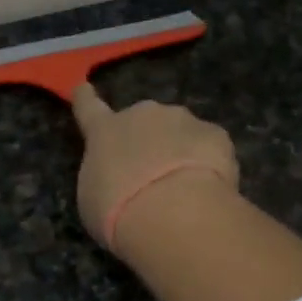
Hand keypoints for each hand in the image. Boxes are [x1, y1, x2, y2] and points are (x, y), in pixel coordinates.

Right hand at [70, 84, 239, 254]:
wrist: (174, 212)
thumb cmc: (118, 211)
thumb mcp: (93, 199)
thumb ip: (104, 177)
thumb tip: (117, 174)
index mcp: (104, 131)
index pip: (88, 107)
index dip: (85, 98)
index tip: (84, 88)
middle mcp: (142, 115)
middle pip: (143, 121)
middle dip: (148, 140)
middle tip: (151, 176)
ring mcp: (183, 120)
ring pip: (180, 132)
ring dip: (180, 151)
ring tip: (183, 189)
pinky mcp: (216, 134)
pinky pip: (209, 146)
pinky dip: (209, 163)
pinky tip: (208, 190)